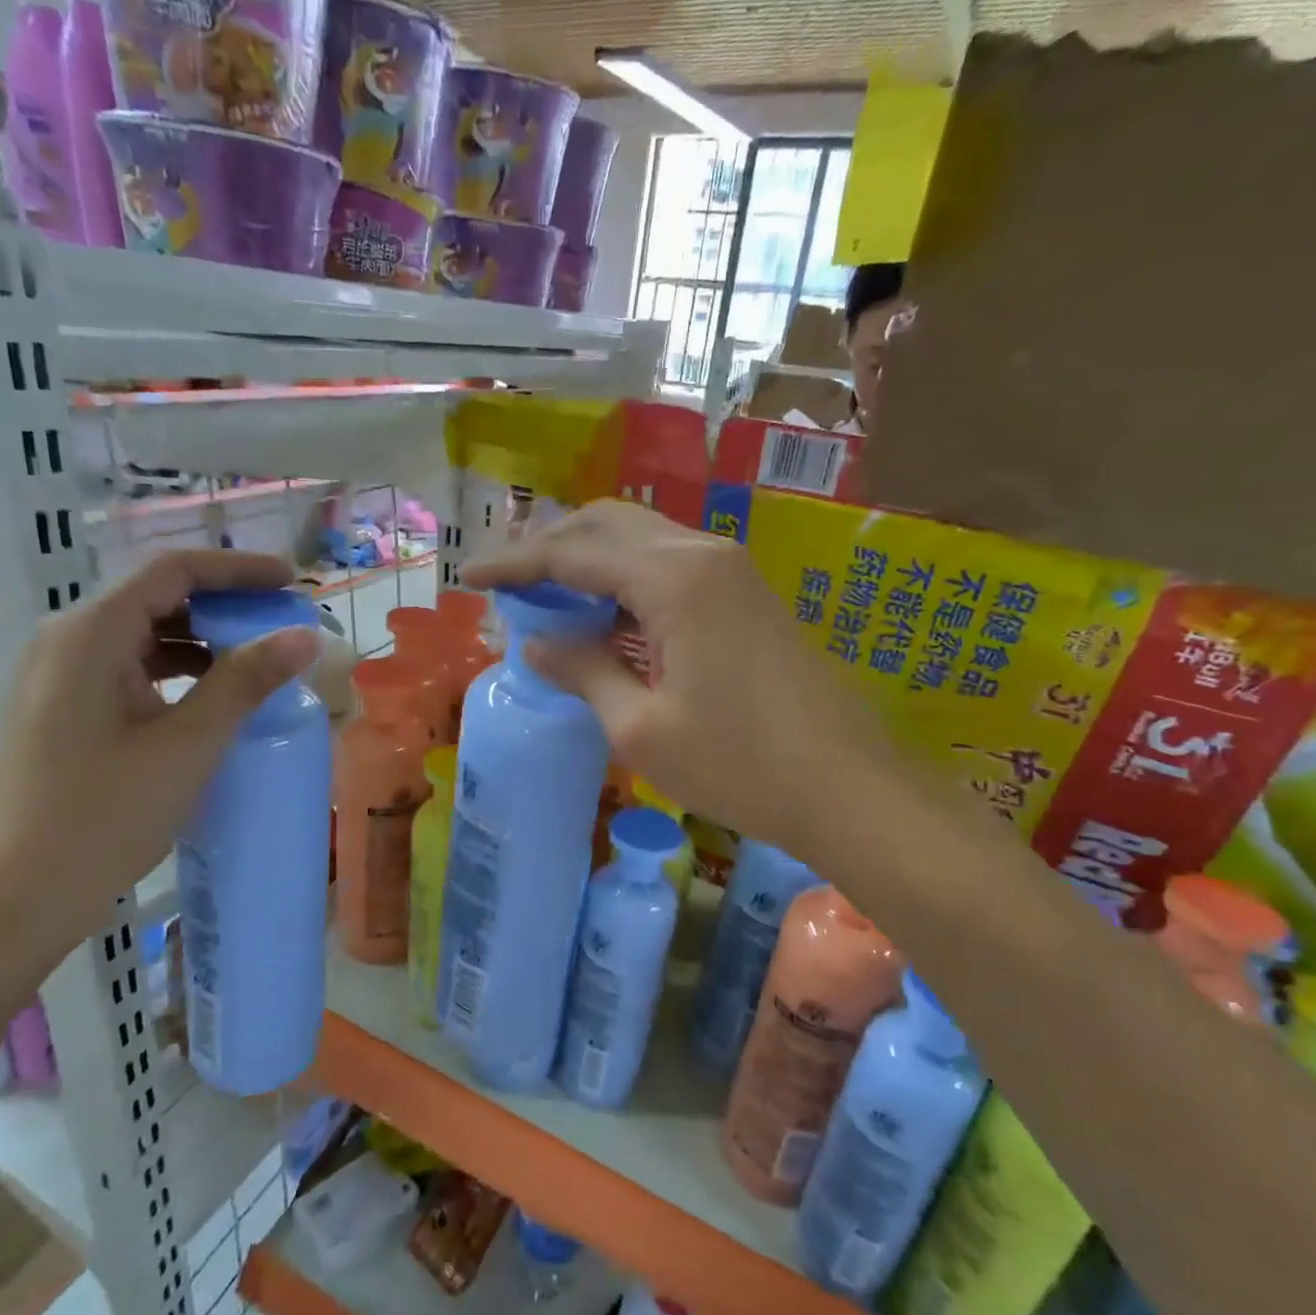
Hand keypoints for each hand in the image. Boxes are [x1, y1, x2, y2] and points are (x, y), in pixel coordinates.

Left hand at [0, 548, 317, 958]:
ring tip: (260, 659)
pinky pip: (131, 667)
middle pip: (158, 597)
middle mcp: (68, 641)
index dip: (238, 570)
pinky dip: (179, 670)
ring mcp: (61, 676)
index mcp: (90, 634)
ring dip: (205, 639)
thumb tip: (304, 636)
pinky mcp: (65, 709)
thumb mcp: (189, 744)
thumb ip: (246, 681)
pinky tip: (213, 696)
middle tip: (283, 624)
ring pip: (145, 634)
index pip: (174, 572)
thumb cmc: (105, 814)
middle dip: (225, 604)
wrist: (19, 896)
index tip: (292, 583)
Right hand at [462, 501, 886, 858]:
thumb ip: (583, 672)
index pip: (573, 552)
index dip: (514, 564)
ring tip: (546, 598)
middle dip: (549, 547)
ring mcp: (732, 570)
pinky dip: (625, 579)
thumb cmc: (740, 766)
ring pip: (641, 540)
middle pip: (608, 525)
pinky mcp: (747, 595)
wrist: (848, 789)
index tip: (468, 579)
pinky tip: (606, 617)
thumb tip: (536, 645)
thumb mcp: (641, 729)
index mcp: (674, 579)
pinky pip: (670, 566)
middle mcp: (703, 555)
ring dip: (588, 559)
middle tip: (508, 585)